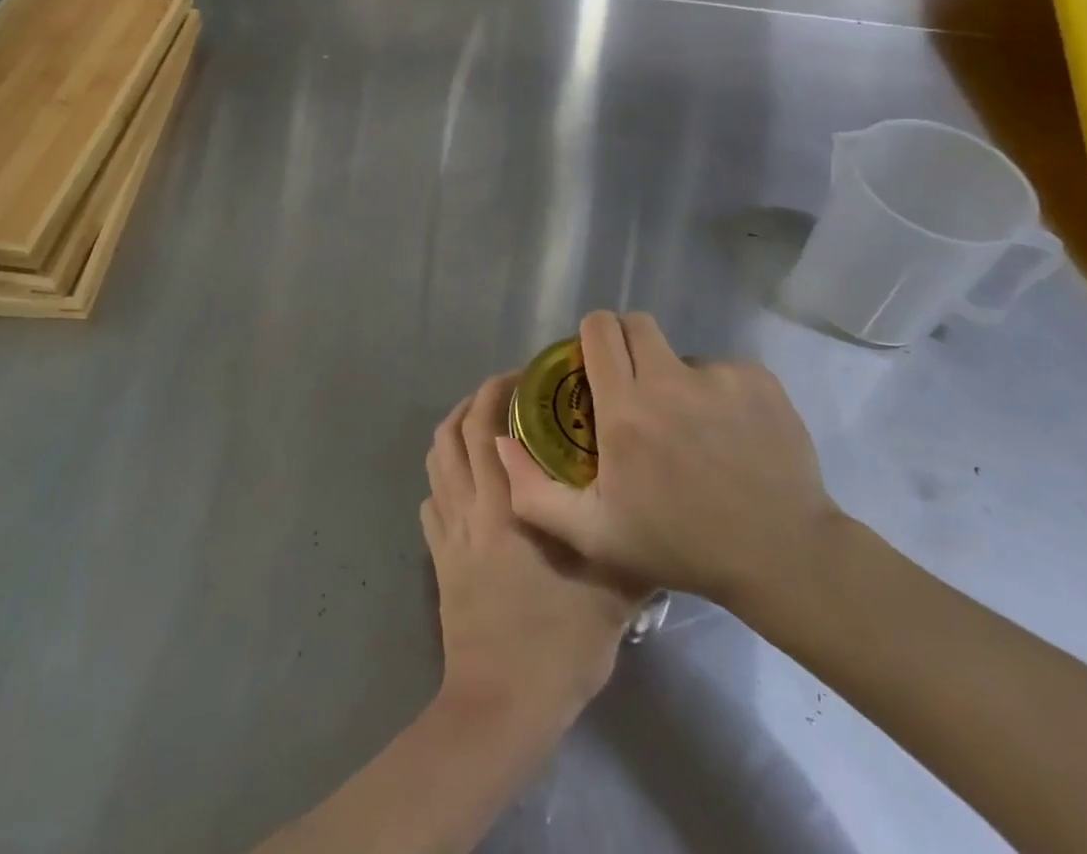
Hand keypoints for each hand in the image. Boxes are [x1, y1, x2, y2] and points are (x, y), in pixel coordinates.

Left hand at [422, 373, 641, 728]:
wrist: (500, 707)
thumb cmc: (556, 645)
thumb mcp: (611, 595)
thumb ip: (632, 549)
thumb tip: (655, 517)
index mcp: (505, 504)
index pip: (486, 426)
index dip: (497, 392)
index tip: (525, 377)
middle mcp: (469, 506)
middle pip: (453, 432)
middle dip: (475, 400)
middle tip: (507, 391)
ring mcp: (448, 533)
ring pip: (436, 460)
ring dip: (453, 430)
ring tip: (482, 422)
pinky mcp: (438, 559)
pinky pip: (431, 499)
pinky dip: (443, 475)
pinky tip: (464, 480)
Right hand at [495, 311, 846, 627]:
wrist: (781, 555)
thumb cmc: (680, 546)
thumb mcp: (594, 535)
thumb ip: (533, 491)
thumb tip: (501, 441)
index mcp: (626, 409)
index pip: (599, 329)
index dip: (591, 337)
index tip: (593, 363)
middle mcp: (669, 380)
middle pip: (637, 324)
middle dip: (628, 344)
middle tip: (634, 385)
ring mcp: (719, 376)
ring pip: (681, 352)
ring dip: (674, 376)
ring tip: (689, 425)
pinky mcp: (758, 380)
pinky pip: (723, 370)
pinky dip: (717, 391)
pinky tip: (727, 433)